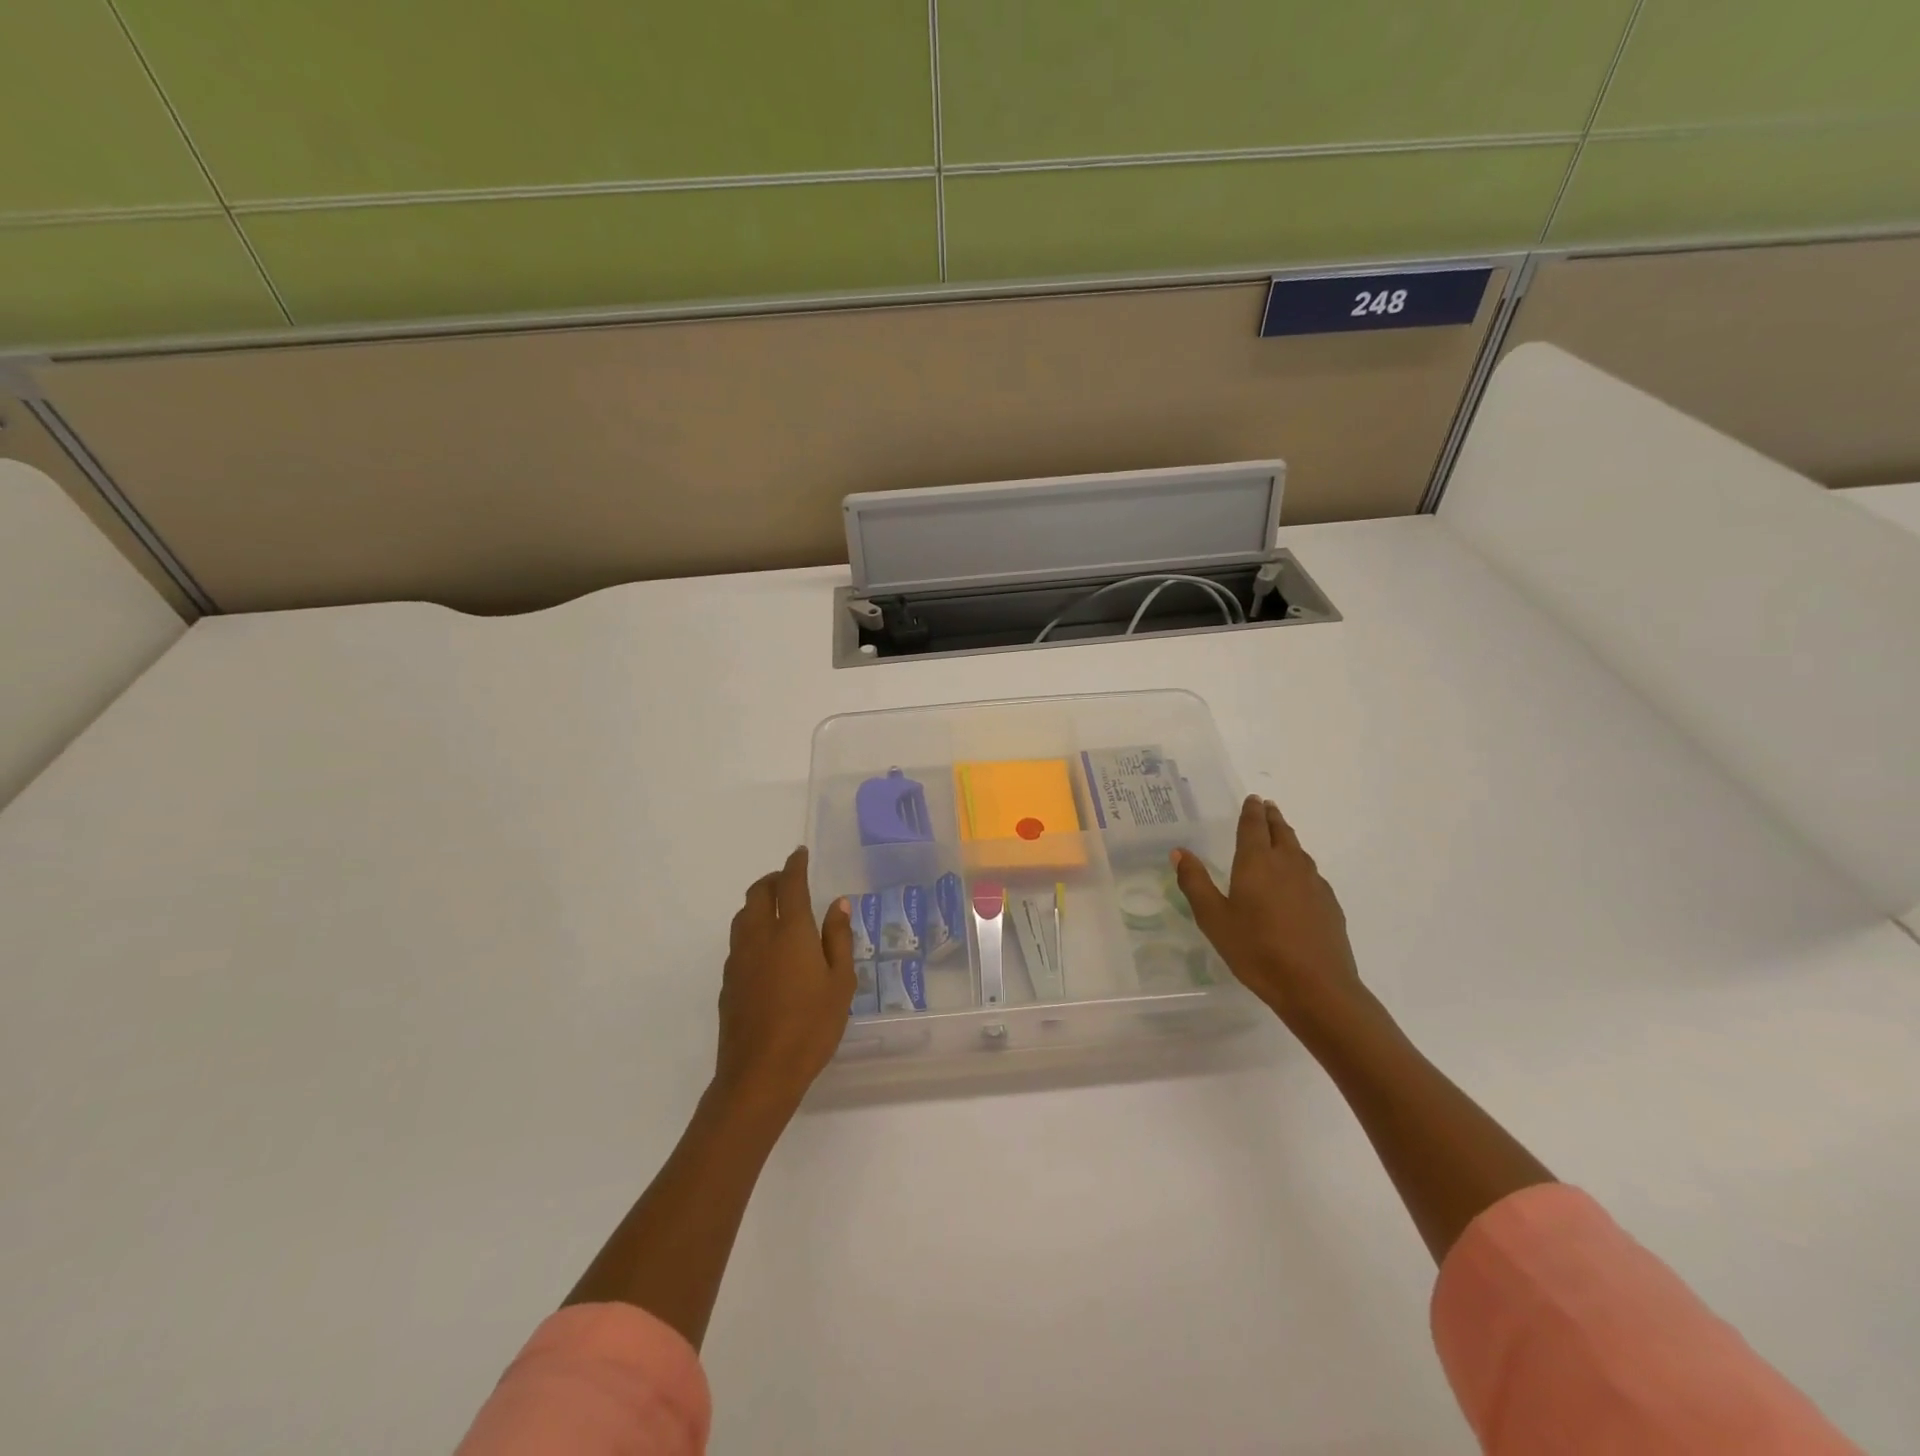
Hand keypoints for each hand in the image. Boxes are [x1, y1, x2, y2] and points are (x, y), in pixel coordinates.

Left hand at [714, 847, 855, 1114]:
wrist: (759, 1074)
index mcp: (790, 931)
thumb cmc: (811, 1026)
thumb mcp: (840, 983)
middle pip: (758, 893)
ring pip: (743, 916)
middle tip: (789, 879)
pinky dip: (752, 930)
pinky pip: (738, 941)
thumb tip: (838, 903)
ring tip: (777, 910)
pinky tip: (766, 950)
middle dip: (773, 879)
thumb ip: (838, 939)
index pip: (791, 884)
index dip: (795, 865)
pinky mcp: (727, 982)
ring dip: (758, 902)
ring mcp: (738, 959)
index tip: (800, 853)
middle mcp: (759, 936)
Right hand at [1173, 795, 1367, 1031]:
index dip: (1251, 811)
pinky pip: (1312, 874)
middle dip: (1272, 818)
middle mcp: (1288, 864)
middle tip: (1267, 808)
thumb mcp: (1213, 919)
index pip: (1253, 826)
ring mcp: (1313, 884)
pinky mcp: (1329, 904)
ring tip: (1280, 838)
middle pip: (1281, 832)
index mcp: (1257, 862)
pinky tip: (1297, 882)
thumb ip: (1195, 883)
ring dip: (1288, 839)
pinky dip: (1301, 866)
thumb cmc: (1256, 950)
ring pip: (1299, 851)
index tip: (1253, 799)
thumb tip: (1180, 852)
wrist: (1316, 986)